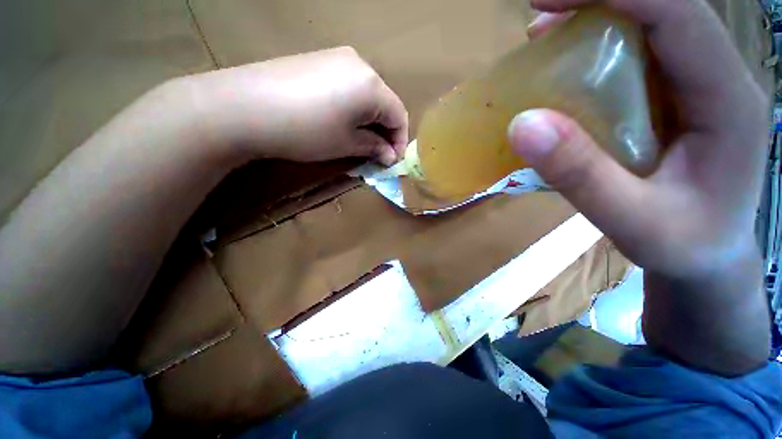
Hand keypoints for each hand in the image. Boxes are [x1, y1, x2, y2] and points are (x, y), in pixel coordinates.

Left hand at [185, 47, 408, 165]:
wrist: (245, 106)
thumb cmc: (307, 130)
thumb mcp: (347, 144)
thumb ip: (374, 147)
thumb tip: (390, 156)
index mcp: (372, 85)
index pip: (400, 115)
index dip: (400, 141)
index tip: (392, 160)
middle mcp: (360, 64)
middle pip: (384, 103)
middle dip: (385, 132)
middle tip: (376, 154)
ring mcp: (337, 58)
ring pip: (366, 95)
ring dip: (369, 121)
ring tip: (359, 141)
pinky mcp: (318, 60)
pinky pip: (348, 87)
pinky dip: (353, 109)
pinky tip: (341, 122)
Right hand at [508, 0, 770, 374]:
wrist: (709, 258)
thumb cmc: (683, 246)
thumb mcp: (632, 221)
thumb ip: (581, 176)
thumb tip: (522, 125)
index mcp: (727, 99)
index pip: (677, 14)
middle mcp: (716, 78)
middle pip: (663, 11)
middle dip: (599, 1)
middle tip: (542, 18)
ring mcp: (697, 86)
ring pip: (649, 29)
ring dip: (595, 22)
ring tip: (546, 39)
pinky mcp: (676, 99)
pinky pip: (637, 58)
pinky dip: (597, 53)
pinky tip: (566, 72)